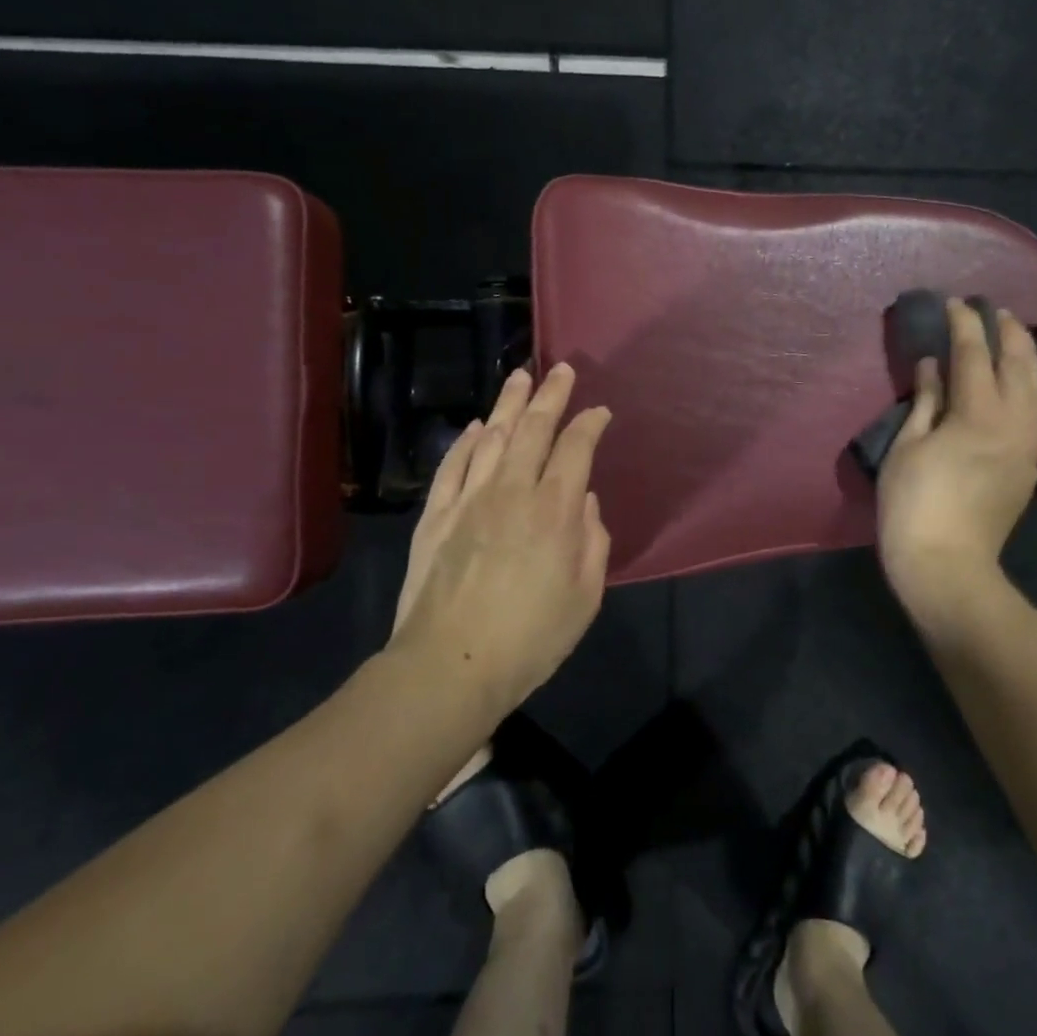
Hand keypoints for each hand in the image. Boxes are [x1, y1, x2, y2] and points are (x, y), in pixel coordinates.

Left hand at [388, 363, 612, 711]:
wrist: (449, 666)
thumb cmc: (530, 638)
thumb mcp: (585, 597)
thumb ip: (593, 541)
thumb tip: (585, 501)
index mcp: (555, 510)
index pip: (576, 448)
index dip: (590, 423)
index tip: (600, 411)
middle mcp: (512, 491)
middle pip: (534, 429)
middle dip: (551, 395)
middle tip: (561, 369)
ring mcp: (469, 499)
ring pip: (493, 437)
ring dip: (509, 404)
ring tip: (520, 377)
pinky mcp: (436, 515)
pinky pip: (454, 465)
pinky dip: (467, 440)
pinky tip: (479, 426)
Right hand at [877, 298, 1036, 626]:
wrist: (947, 565)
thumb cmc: (913, 505)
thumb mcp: (907, 447)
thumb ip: (926, 401)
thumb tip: (934, 366)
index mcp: (977, 413)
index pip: (973, 354)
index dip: (964, 324)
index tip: (953, 303)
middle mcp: (1014, 421)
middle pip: (1018, 363)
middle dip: (1006, 331)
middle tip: (991, 310)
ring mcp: (1028, 444)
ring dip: (1028, 355)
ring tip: (1014, 336)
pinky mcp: (1030, 464)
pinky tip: (1030, 382)